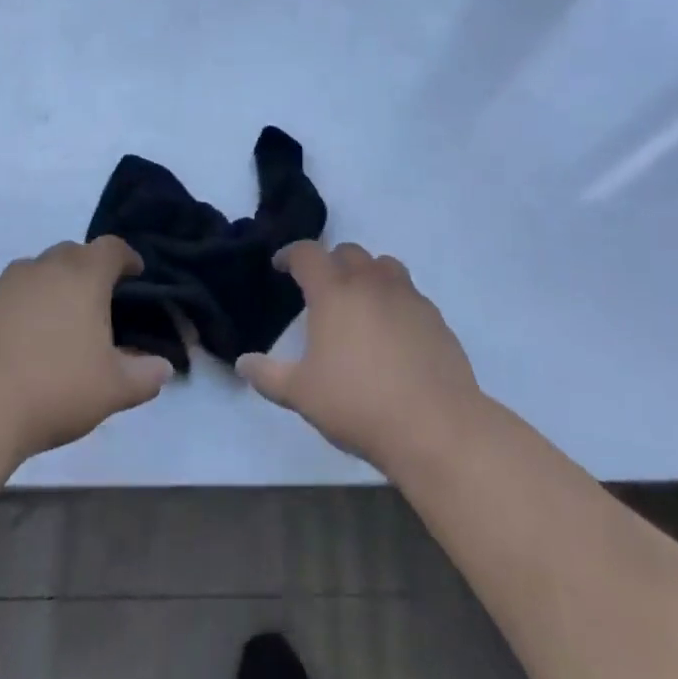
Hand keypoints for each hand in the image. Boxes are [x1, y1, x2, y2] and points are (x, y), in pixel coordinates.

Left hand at [0, 238, 172, 465]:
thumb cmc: (54, 389)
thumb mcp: (113, 390)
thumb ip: (145, 376)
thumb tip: (163, 368)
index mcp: (83, 275)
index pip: (112, 248)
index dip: (127, 258)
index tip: (135, 274)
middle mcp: (43, 268)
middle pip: (72, 253)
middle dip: (88, 269)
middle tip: (96, 301)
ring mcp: (3, 285)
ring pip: (35, 273)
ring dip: (50, 287)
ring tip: (56, 324)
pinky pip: (5, 299)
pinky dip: (18, 311)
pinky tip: (18, 346)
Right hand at [236, 241, 482, 472]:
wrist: (435, 426)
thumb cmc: (358, 405)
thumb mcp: (302, 394)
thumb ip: (268, 375)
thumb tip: (242, 363)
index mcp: (334, 292)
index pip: (307, 254)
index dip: (290, 255)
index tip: (280, 267)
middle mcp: (370, 282)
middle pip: (347, 252)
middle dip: (329, 262)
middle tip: (320, 288)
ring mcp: (407, 296)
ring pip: (383, 265)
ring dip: (366, 273)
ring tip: (359, 300)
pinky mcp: (434, 316)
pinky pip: (409, 293)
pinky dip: (394, 298)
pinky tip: (392, 331)